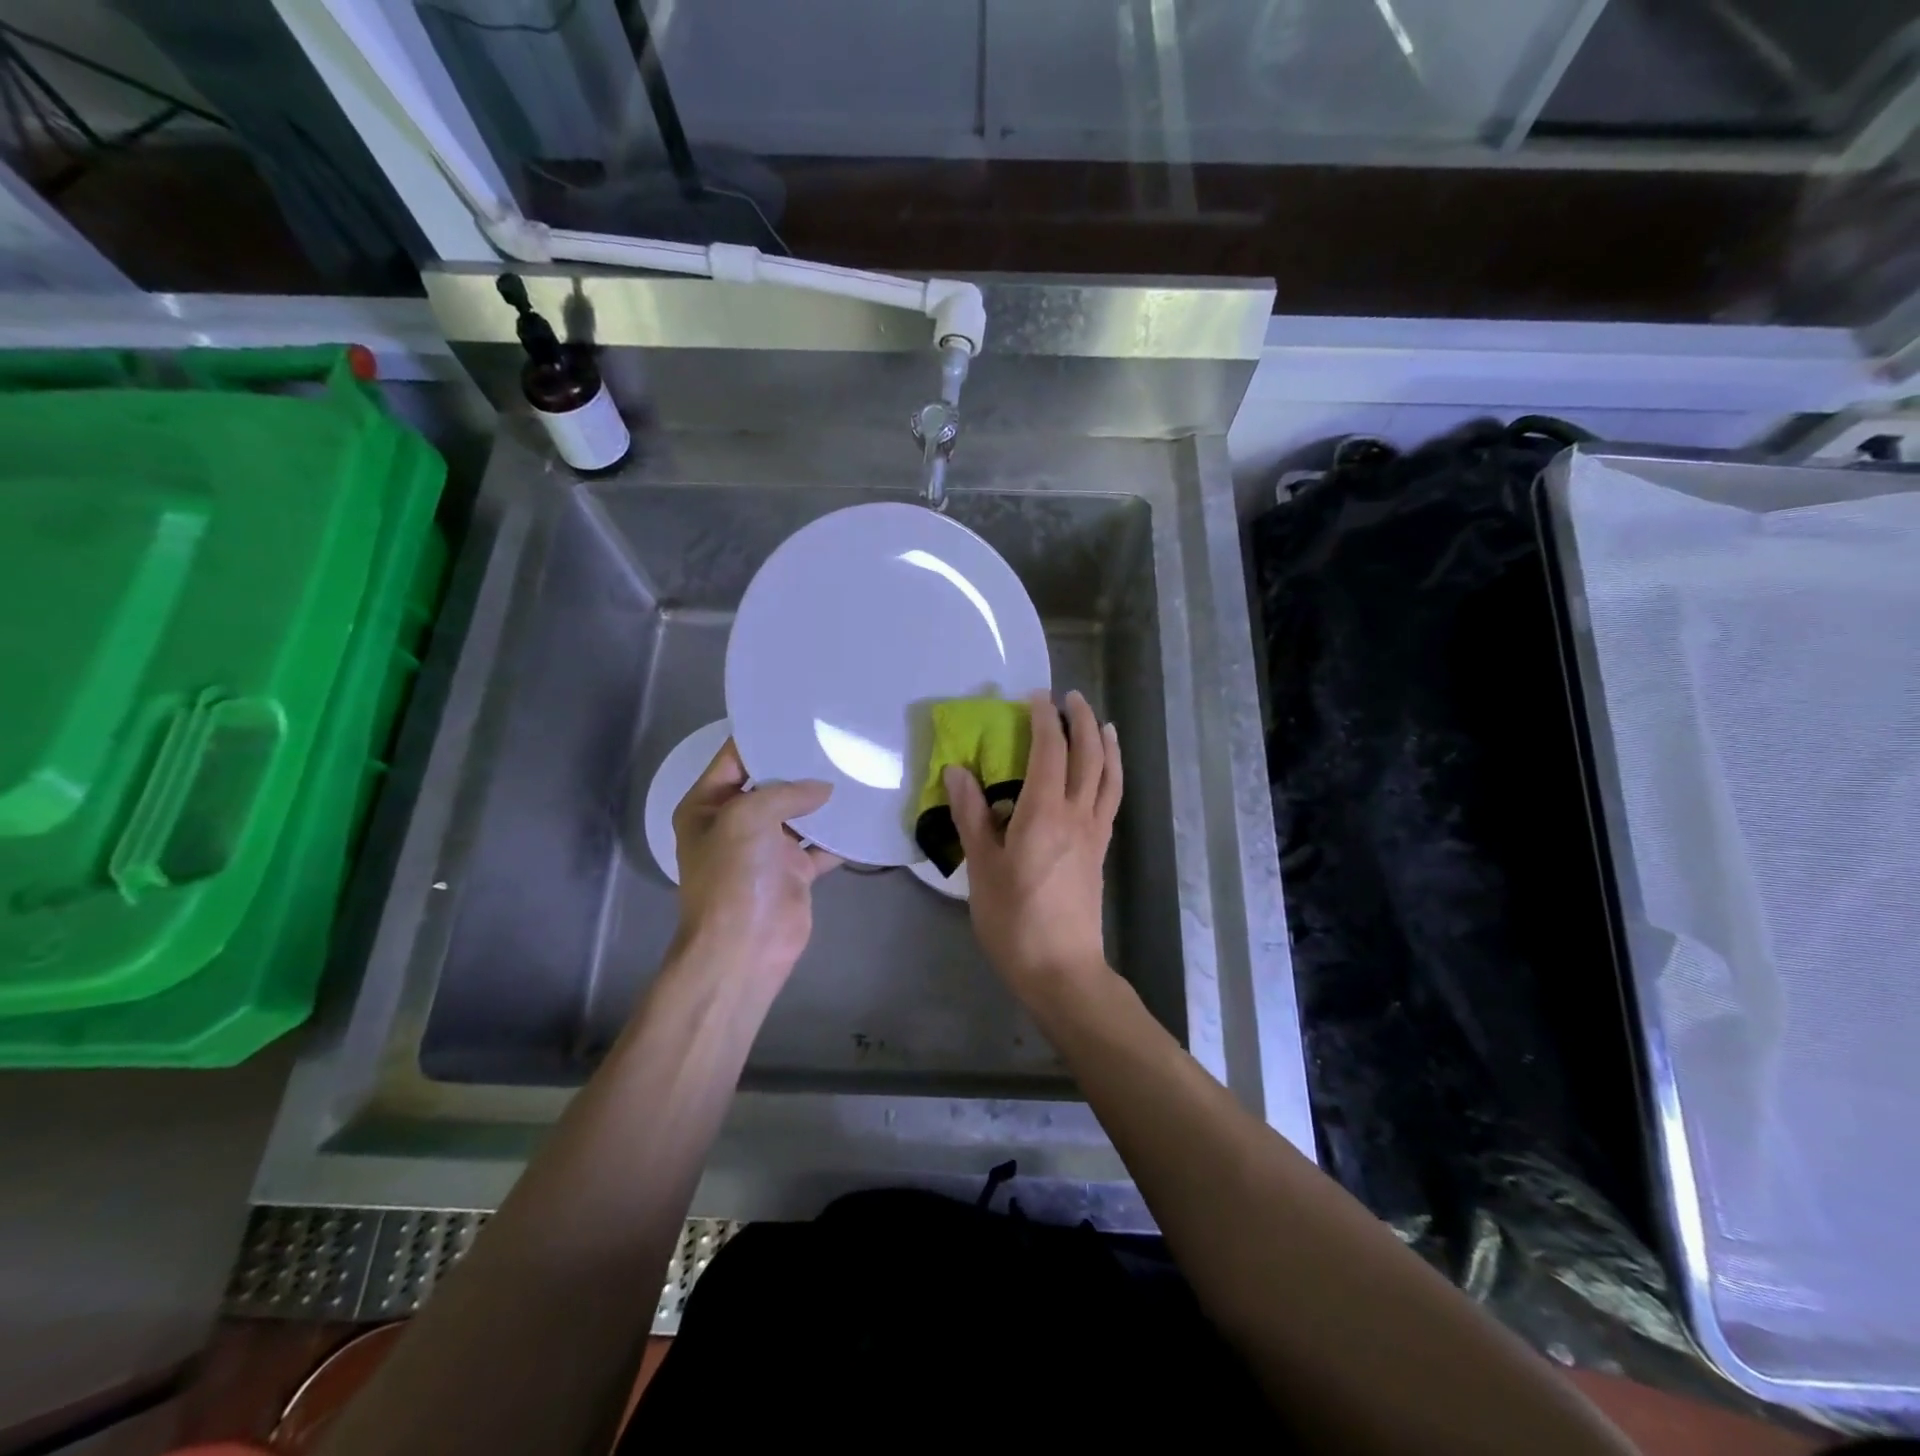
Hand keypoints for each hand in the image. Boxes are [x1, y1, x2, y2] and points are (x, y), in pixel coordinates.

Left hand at [672, 740, 840, 984]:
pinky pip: (820, 844)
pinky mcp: (794, 870)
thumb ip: (785, 792)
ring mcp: (766, 848)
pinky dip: (839, 833)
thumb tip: (824, 788)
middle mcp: (735, 822)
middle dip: (799, 765)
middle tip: (836, 736)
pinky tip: (863, 811)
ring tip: (854, 766)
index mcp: (708, 806)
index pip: (734, 759)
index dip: (762, 736)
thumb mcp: (747, 817)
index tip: (798, 715)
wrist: (744, 947)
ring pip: (798, 812)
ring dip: (822, 798)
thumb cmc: (733, 875)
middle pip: (770, 784)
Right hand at [943, 690, 1121, 999]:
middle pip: (1088, 756)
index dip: (1044, 719)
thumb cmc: (1013, 920)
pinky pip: (1111, 800)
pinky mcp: (1100, 852)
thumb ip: (972, 816)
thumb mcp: (982, 869)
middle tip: (1070, 698)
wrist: (1061, 968)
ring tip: (1102, 724)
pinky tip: (1103, 775)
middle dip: (1081, 721)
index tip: (1034, 696)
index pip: (1049, 751)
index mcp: (1045, 813)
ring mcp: (1094, 833)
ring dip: (1106, 744)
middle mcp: (1077, 815)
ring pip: (1108, 776)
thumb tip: (957, 770)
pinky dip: (1111, 775)